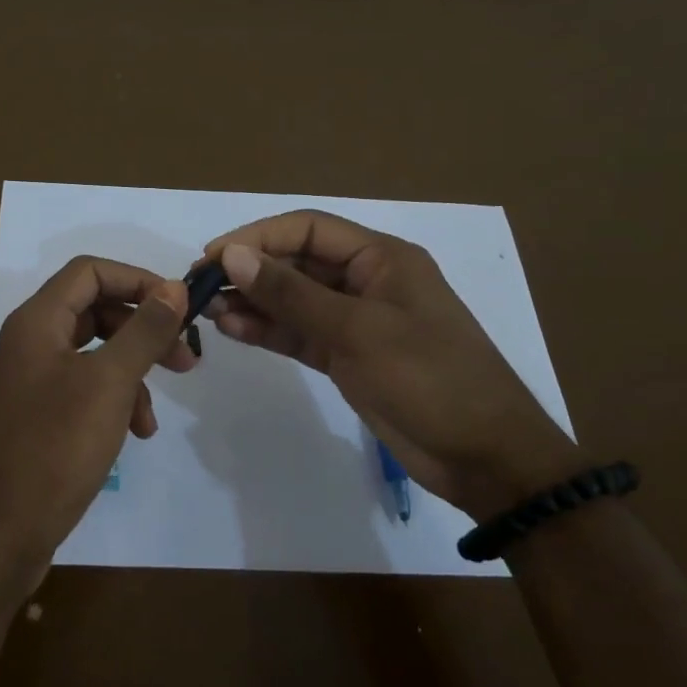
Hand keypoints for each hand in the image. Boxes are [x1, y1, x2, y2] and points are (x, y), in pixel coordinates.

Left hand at [0, 257, 192, 591]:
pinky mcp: (33, 418)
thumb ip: (143, 331)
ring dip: (131, 375)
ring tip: (153, 416)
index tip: (180, 307)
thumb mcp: (109, 384)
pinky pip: (81, 391)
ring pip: (92, 356)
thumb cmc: (54, 448)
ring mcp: (28, 383)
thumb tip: (173, 287)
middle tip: (185, 359)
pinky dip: (111, 403)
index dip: (138, 280)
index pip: (90, 271)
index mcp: (36, 322)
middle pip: (93, 312)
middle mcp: (28, 344)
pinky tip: (132, 435)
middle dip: (142, 331)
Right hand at [203, 210, 581, 519]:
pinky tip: (235, 331)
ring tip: (211, 313)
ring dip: (255, 303)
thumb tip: (233, 256)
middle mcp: (366, 281)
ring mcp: (357, 322)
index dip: (258, 237)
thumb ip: (292, 294)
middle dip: (251, 272)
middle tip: (201, 289)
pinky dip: (270, 331)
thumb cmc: (429, 379)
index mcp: (381, 258)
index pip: (307, 230)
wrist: (485, 455)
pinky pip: (301, 334)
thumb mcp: (357, 331)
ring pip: (295, 301)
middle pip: (297, 263)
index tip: (213, 257)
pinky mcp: (349, 357)